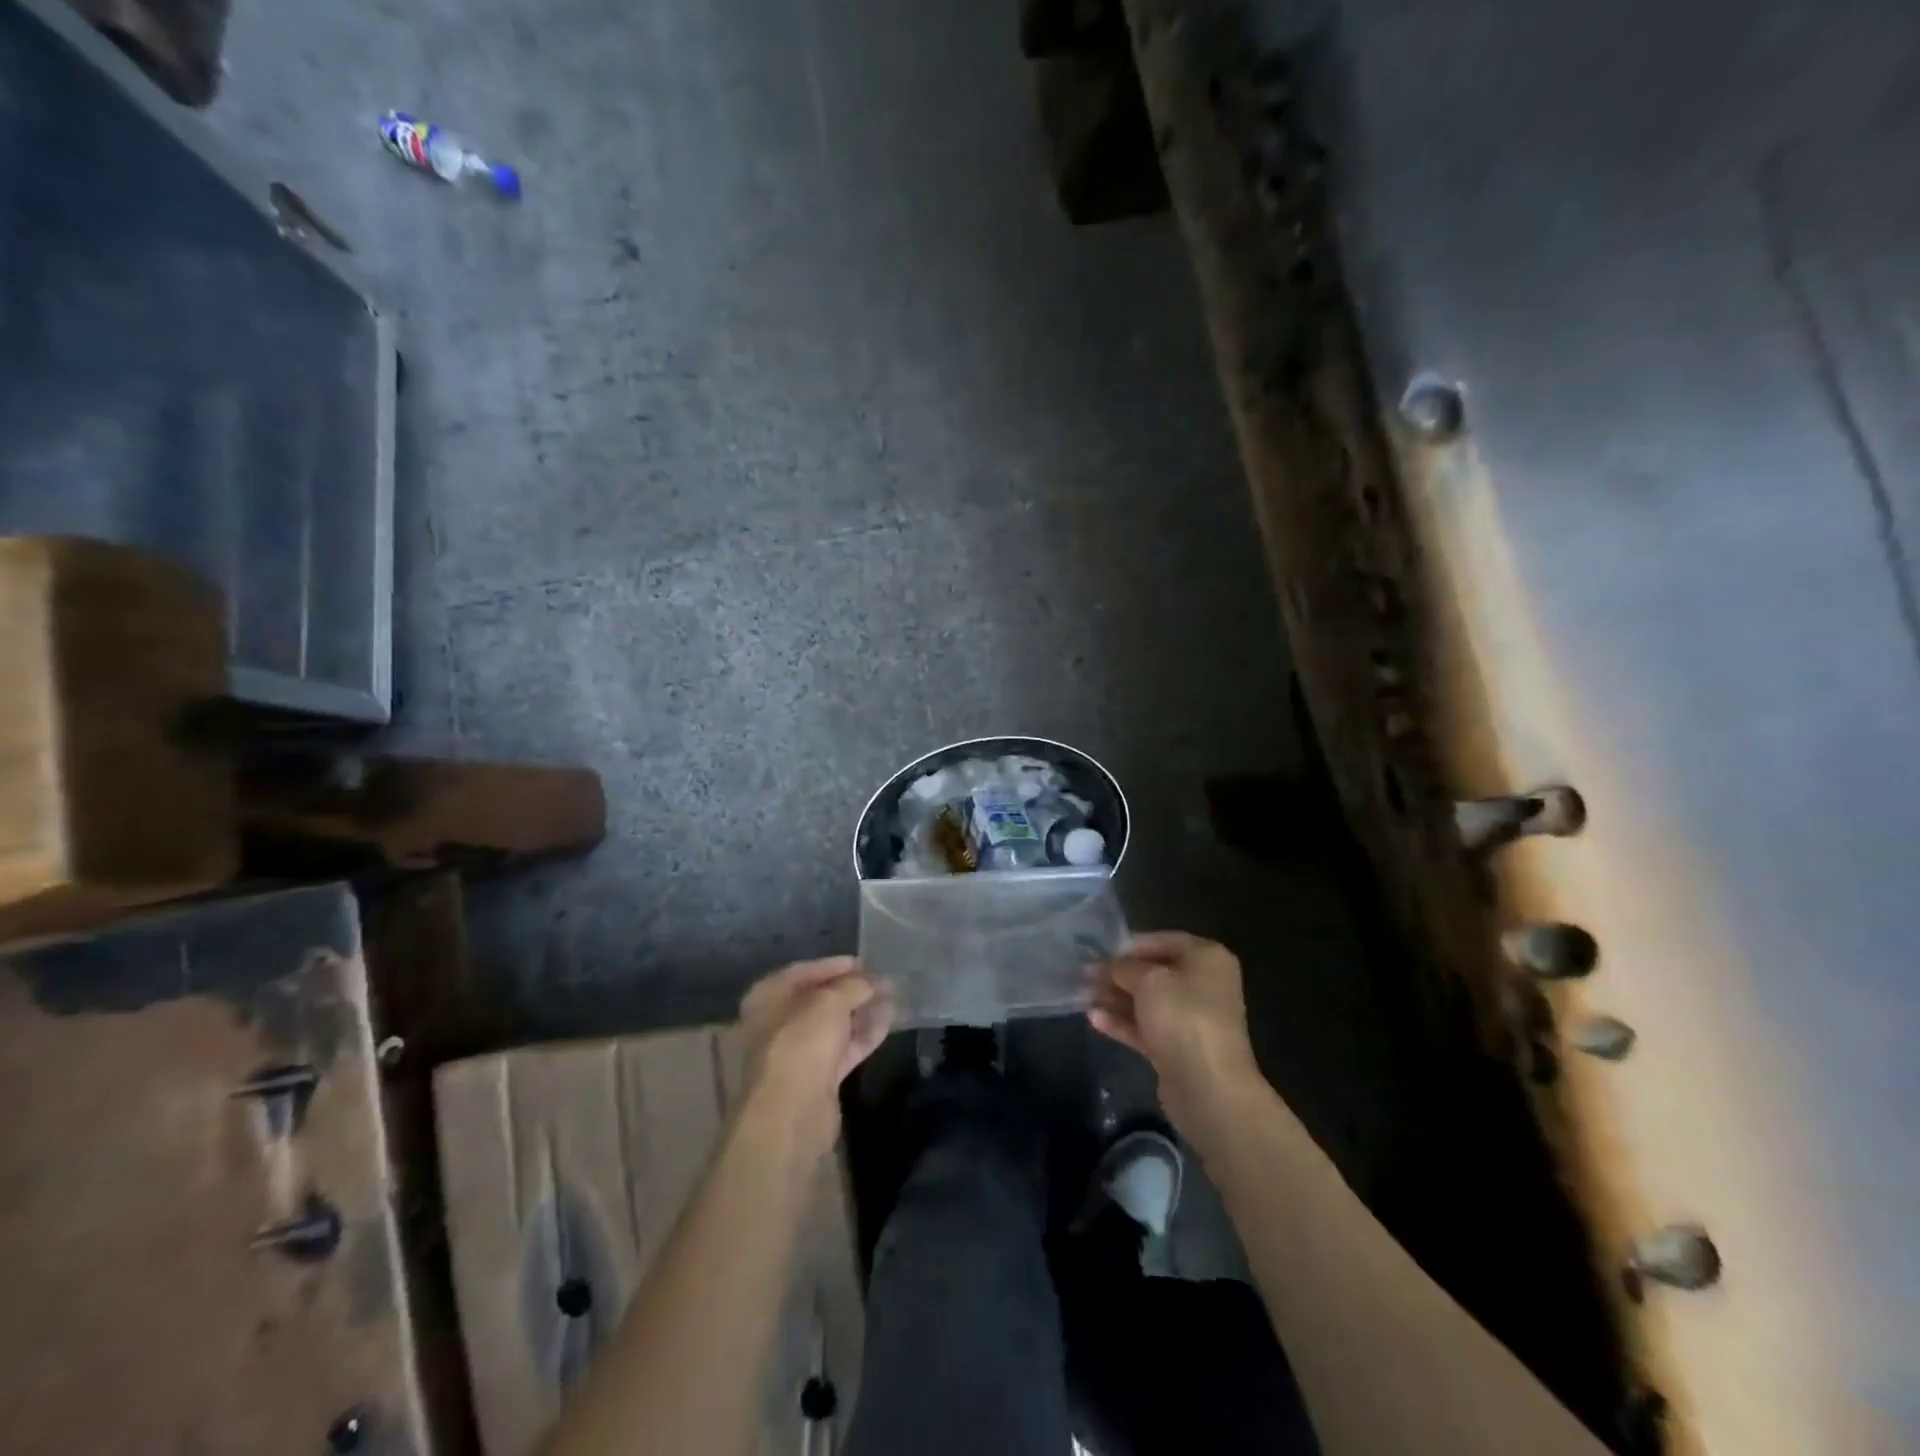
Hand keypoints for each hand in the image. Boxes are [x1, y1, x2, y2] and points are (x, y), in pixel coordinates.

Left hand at [737, 957, 892, 1156]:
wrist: (792, 1112)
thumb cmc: (802, 1042)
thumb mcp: (831, 1001)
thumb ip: (854, 985)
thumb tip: (873, 981)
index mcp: (768, 996)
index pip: (804, 971)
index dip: (835, 965)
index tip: (865, 962)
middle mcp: (778, 1021)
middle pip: (820, 999)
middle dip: (852, 989)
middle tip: (883, 980)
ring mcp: (798, 1051)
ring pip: (834, 1025)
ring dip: (862, 1011)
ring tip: (893, 997)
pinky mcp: (818, 1077)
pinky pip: (844, 1048)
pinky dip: (864, 1035)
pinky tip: (888, 1021)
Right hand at [1087, 932, 1263, 1143]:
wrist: (1208, 1087)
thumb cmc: (1182, 1016)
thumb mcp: (1147, 980)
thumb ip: (1123, 968)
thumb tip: (1105, 966)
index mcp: (1207, 958)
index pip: (1163, 940)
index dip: (1129, 945)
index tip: (1099, 951)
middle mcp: (1203, 984)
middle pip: (1154, 972)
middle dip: (1119, 974)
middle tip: (1085, 975)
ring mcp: (1192, 1019)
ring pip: (1148, 1002)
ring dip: (1116, 998)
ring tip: (1083, 996)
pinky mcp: (1179, 1048)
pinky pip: (1147, 1028)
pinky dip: (1123, 1022)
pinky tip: (1094, 1019)